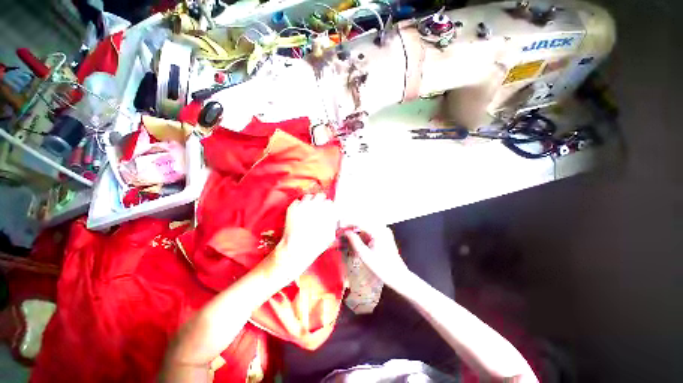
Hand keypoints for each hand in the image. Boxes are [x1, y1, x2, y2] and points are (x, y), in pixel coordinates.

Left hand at [271, 194, 337, 280]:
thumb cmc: (315, 245)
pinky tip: (300, 212)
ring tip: (309, 209)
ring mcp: (303, 205)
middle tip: (320, 207)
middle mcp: (315, 205)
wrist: (296, 249)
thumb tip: (333, 218)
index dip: (330, 208)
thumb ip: (333, 223)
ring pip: (309, 196)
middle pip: (321, 196)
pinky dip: (300, 205)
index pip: (331, 203)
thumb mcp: (330, 235)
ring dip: (311, 201)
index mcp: (326, 211)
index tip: (329, 211)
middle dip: (322, 201)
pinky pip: (297, 201)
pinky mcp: (292, 208)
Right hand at [345, 225, 411, 289]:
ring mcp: (384, 231)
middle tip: (342, 230)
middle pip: (363, 221)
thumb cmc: (382, 268)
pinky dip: (363, 234)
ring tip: (348, 236)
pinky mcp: (385, 235)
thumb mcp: (365, 256)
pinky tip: (358, 240)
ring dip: (357, 229)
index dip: (348, 223)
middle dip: (352, 225)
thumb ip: (354, 241)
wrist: (398, 276)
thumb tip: (346, 232)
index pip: (360, 222)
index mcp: (378, 232)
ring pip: (367, 225)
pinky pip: (371, 230)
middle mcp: (382, 228)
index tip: (339, 226)